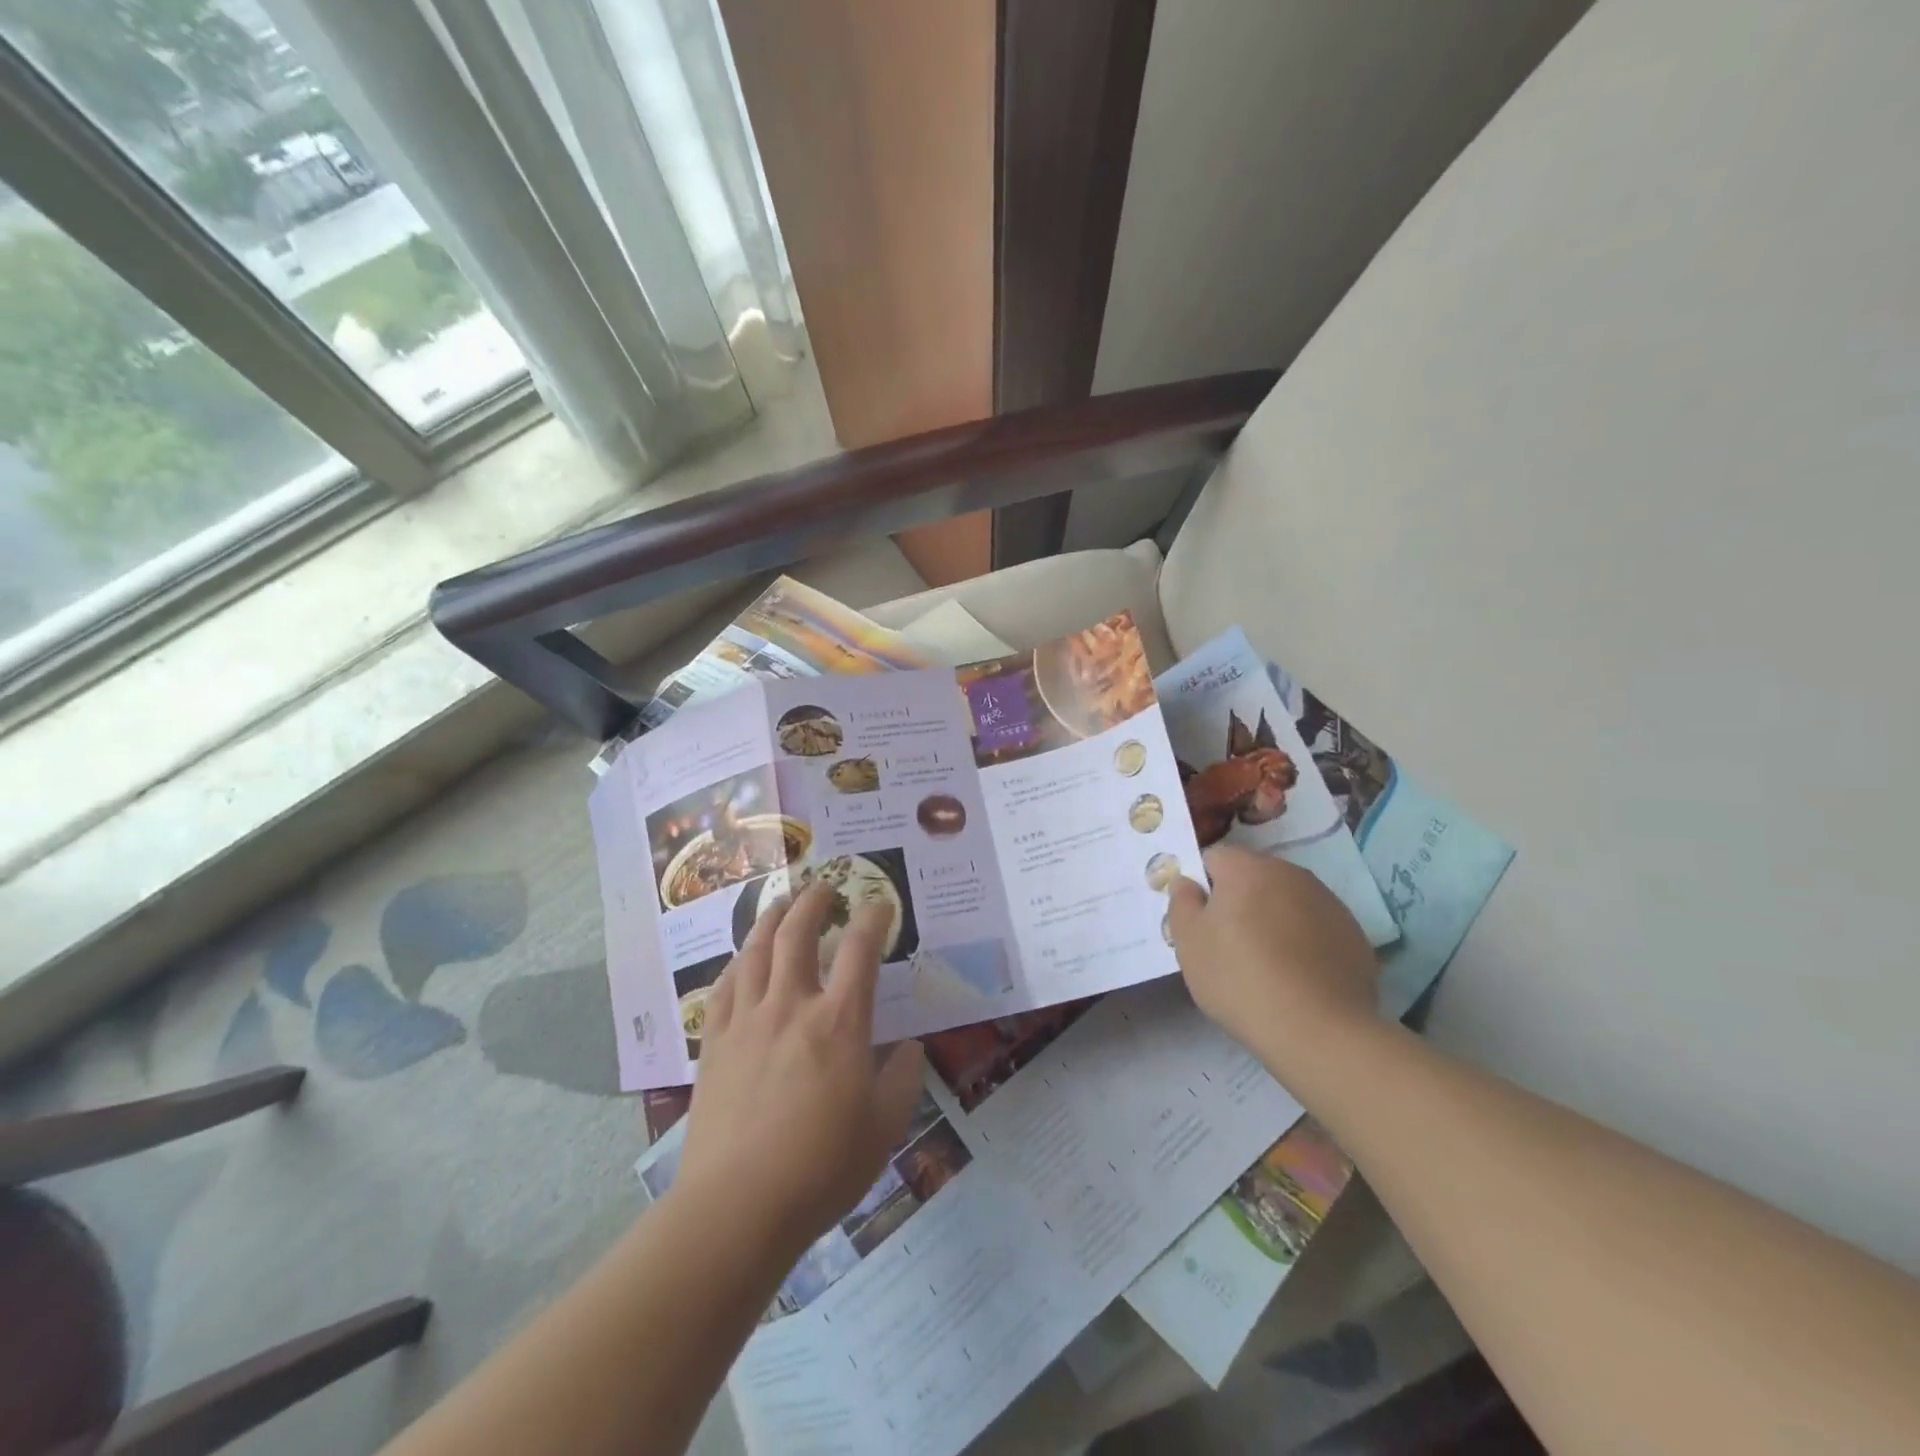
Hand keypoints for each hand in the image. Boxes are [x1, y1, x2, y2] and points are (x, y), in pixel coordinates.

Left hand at [675, 884, 926, 1255]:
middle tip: (824, 887)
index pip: (860, 950)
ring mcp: (746, 1021)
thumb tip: (910, 1047)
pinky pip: (724, 986)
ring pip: (755, 950)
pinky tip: (742, 959)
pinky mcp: (714, 1043)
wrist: (736, 1207)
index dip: (873, 918)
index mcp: (838, 1022)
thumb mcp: (884, 1128)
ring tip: (781, 903)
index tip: (880, 903)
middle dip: (813, 901)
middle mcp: (790, 1006)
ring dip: (771, 918)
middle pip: (797, 933)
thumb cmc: (821, 1168)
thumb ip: (903, 1079)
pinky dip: (738, 961)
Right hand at [1167, 845, 1379, 1062]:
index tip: (1200, 921)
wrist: (1319, 1030)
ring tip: (1265, 965)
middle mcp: (1291, 873)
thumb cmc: (1240, 978)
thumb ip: (1181, 901)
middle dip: (1238, 901)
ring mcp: (1328, 902)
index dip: (1202, 886)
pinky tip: (1297, 977)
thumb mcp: (1188, 942)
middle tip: (1228, 945)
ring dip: (1272, 919)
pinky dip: (1303, 941)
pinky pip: (1315, 927)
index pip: (1213, 858)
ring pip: (1286, 901)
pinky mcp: (1353, 934)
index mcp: (1247, 868)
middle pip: (1253, 877)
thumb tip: (1188, 882)